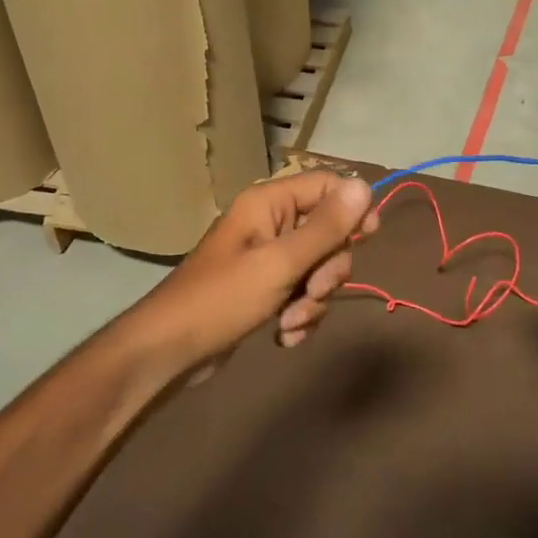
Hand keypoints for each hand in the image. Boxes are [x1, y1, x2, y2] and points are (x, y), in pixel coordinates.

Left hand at [132, 169, 376, 366]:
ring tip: (291, 321)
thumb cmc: (222, 299)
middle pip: (328, 233)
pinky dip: (300, 315)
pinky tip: (285, 334)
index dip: (352, 208)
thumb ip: (326, 228)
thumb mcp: (280, 264)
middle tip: (312, 291)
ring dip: (313, 300)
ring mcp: (268, 258)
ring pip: (318, 268)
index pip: (327, 186)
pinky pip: (302, 293)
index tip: (368, 236)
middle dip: (328, 270)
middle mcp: (271, 223)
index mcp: (270, 203)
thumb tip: (364, 185)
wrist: (169, 352)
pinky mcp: (265, 290)